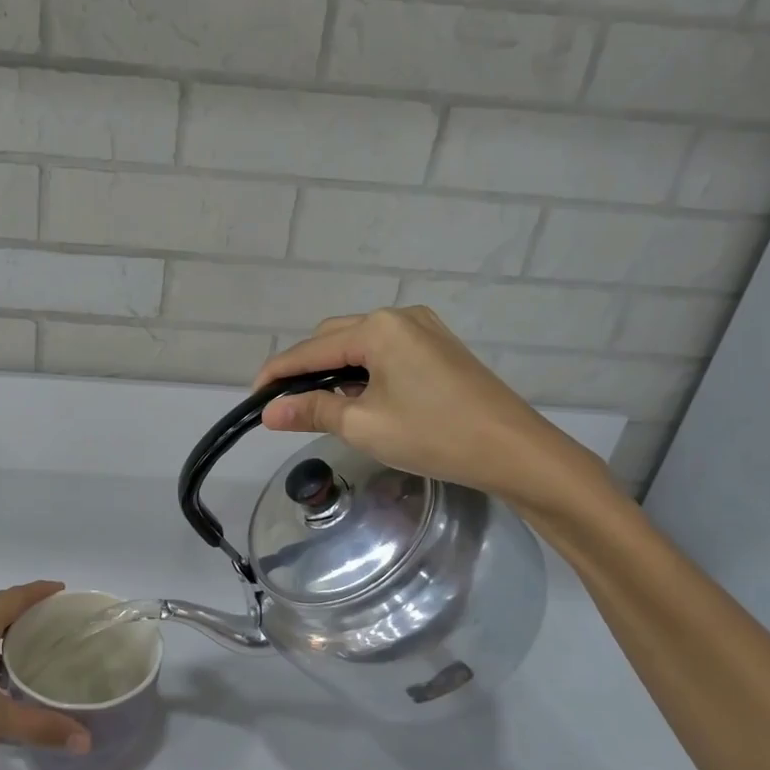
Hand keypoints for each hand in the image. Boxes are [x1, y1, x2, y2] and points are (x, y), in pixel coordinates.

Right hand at [254, 307, 613, 519]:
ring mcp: (424, 330)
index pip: (310, 349)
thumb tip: (269, 412)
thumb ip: (313, 410)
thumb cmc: (434, 435)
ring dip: (335, 371)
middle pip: (334, 338)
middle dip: (305, 369)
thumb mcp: (364, 425)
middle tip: (285, 406)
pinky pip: (385, 353)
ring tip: (319, 407)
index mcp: (377, 329)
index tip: (254, 398)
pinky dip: (363, 373)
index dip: (278, 373)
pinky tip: (360, 399)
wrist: (516, 452)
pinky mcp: (439, 349)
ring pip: (360, 346)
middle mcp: (398, 317)